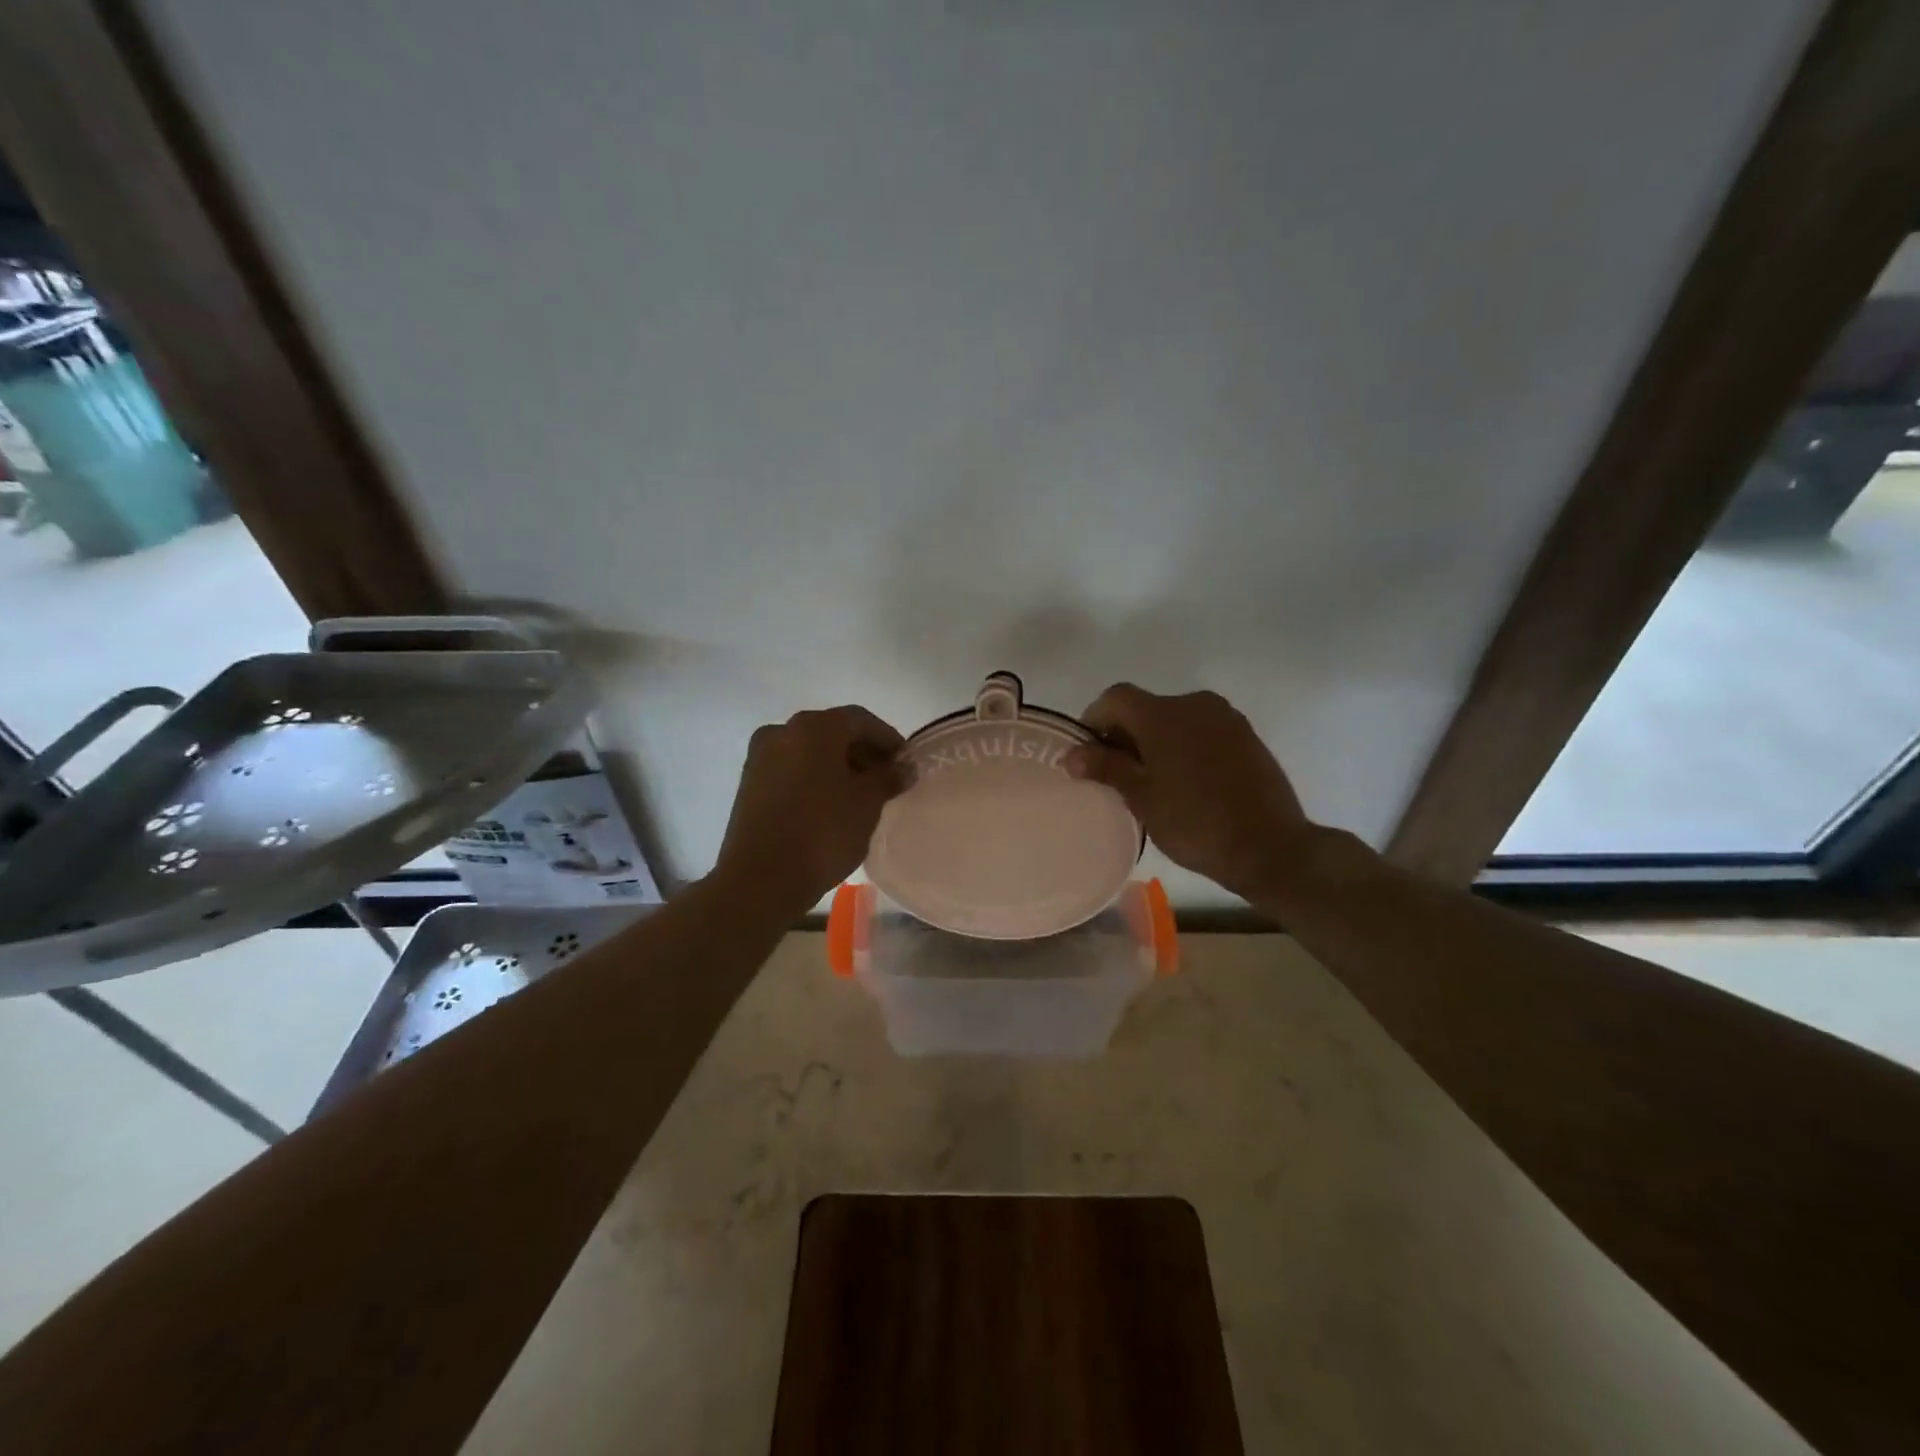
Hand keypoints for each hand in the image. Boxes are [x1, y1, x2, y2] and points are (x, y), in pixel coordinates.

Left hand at [713, 706, 906, 917]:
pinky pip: (792, 769)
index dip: (888, 739)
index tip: (905, 764)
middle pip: (833, 732)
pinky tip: (831, 804)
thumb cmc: (822, 834)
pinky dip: (815, 777)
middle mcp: (783, 731)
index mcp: (814, 728)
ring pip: (810, 751)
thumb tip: (904, 768)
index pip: (861, 720)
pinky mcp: (749, 782)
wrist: (759, 880)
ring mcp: (761, 756)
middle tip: (886, 780)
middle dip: (863, 753)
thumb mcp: (867, 805)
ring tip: (861, 796)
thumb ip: (888, 778)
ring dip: (838, 766)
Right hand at [1067, 684, 1312, 902]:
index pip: (1115, 698)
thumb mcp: (1142, 797)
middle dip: (1126, 734)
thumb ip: (1106, 768)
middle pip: (1146, 706)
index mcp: (1163, 714)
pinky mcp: (1247, 735)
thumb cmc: (1195, 822)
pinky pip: (1203, 730)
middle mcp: (1194, 703)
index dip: (1095, 720)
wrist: (1269, 846)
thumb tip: (1072, 754)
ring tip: (1154, 781)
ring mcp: (1226, 718)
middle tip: (1118, 774)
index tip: (1089, 754)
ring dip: (1157, 740)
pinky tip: (1188, 782)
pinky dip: (1186, 746)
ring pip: (1176, 719)